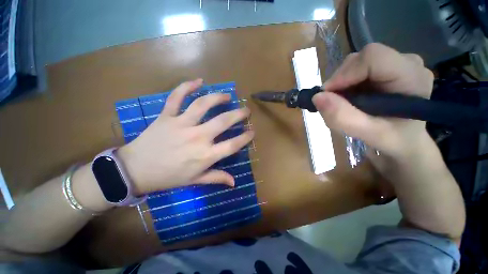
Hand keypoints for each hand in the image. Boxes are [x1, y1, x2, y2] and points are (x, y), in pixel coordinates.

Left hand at [118, 79, 253, 194]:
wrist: (136, 170)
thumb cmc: (169, 176)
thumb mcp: (195, 180)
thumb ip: (216, 178)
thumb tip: (234, 182)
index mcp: (205, 155)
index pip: (232, 145)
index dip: (245, 137)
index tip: (252, 131)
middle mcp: (197, 137)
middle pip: (223, 121)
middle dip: (239, 114)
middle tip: (246, 110)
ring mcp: (181, 124)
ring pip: (203, 105)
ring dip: (217, 98)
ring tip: (226, 96)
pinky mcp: (167, 116)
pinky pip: (176, 97)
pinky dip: (186, 86)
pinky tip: (198, 81)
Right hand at [312, 43, 434, 159]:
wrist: (404, 139)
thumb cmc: (393, 139)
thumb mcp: (367, 134)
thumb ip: (342, 117)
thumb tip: (317, 97)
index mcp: (412, 77)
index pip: (373, 57)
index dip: (345, 74)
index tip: (327, 95)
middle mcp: (407, 63)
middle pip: (361, 59)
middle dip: (340, 81)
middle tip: (334, 104)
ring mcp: (397, 62)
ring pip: (356, 63)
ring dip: (341, 84)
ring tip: (345, 104)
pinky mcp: (387, 66)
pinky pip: (357, 68)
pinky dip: (345, 84)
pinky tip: (350, 98)